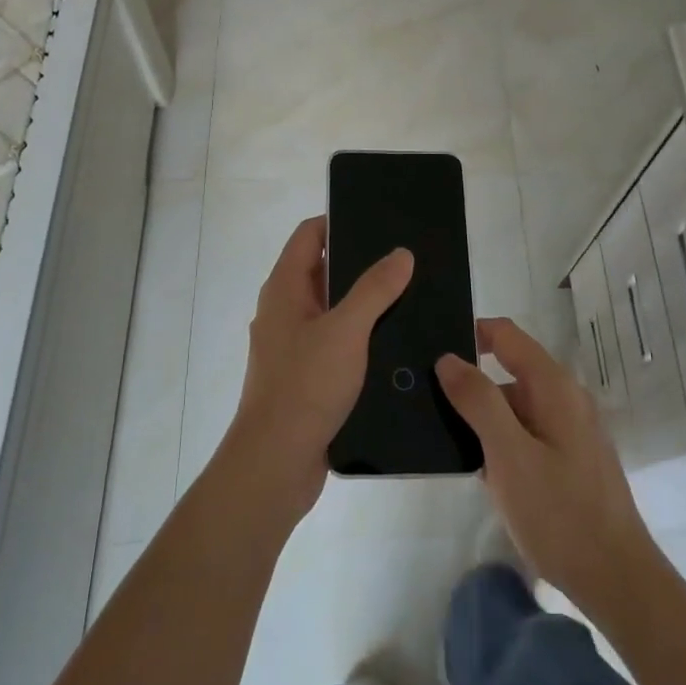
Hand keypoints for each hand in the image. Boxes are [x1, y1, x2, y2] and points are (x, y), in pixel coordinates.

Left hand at [218, 217, 413, 521]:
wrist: (276, 464)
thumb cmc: (305, 386)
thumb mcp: (346, 330)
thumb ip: (374, 289)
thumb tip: (401, 253)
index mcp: (284, 288)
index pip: (309, 235)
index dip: (339, 221)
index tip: (379, 219)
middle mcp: (284, 311)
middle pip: (322, 270)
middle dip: (360, 263)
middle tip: (405, 258)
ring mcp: (293, 345)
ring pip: (332, 309)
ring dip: (363, 302)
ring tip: (409, 295)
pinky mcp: (306, 376)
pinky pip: (335, 342)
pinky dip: (359, 336)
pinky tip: (393, 342)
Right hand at [436, 318, 659, 615]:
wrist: (616, 582)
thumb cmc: (560, 514)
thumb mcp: (509, 455)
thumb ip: (478, 401)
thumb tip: (448, 358)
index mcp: (553, 386)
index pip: (505, 335)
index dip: (469, 334)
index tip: (432, 352)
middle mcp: (565, 398)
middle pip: (509, 369)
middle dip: (470, 382)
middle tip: (426, 401)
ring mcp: (570, 430)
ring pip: (515, 406)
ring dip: (482, 417)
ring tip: (441, 436)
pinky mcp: (570, 460)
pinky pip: (526, 433)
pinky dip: (500, 441)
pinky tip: (476, 468)